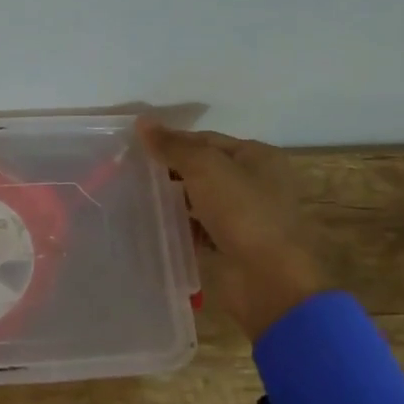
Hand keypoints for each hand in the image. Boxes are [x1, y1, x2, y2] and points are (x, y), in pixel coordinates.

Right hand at [139, 121, 326, 342]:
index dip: (174, 141)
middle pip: (204, 169)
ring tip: (138, 198)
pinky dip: (181, 227)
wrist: (270, 280)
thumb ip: (173, 145)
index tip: (138, 148)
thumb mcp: (205, 168)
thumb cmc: (243, 213)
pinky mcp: (234, 246)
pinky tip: (155, 227)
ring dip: (174, 200)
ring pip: (201, 200)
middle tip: (133, 173)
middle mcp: (256, 183)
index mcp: (258, 157)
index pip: (207, 139)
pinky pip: (201, 228)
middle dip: (171, 171)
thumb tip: (142, 122)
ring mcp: (247, 217)